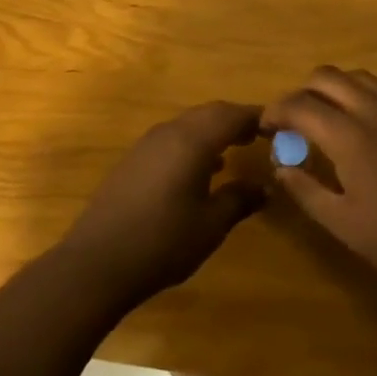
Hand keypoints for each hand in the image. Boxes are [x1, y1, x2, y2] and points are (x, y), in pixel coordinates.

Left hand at [56, 101, 265, 309]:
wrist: (98, 261)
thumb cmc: (163, 242)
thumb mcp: (211, 225)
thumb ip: (239, 200)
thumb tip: (264, 186)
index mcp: (192, 141)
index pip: (231, 115)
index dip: (256, 117)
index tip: (278, 126)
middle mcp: (168, 133)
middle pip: (208, 113)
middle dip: (234, 120)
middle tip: (259, 135)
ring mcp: (146, 145)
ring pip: (187, 124)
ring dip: (212, 132)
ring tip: (234, 150)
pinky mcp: (133, 160)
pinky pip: (171, 139)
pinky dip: (192, 144)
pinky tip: (200, 171)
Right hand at [263, 67, 376, 303]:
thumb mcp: (342, 224)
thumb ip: (305, 189)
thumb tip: (281, 166)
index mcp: (351, 137)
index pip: (301, 105)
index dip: (276, 111)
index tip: (264, 127)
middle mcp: (375, 112)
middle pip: (328, 77)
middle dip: (301, 92)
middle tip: (293, 121)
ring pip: (358, 77)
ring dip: (333, 89)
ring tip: (324, 118)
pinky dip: (360, 96)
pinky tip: (359, 126)